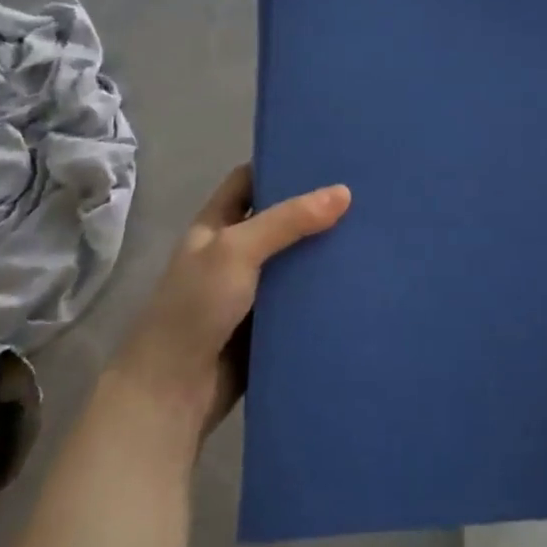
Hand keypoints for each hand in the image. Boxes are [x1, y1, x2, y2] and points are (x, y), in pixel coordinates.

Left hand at [115, 166, 350, 441]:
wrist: (174, 392)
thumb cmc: (196, 307)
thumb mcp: (237, 250)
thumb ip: (289, 220)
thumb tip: (344, 192)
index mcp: (215, 225)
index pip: (248, 180)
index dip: (280, 164)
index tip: (324, 154)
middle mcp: (233, 252)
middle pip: (279, 219)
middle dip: (314, 208)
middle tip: (364, 191)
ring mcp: (251, 290)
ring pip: (294, 260)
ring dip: (324, 250)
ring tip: (373, 230)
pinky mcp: (269, 324)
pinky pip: (301, 299)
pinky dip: (325, 289)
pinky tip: (361, 278)